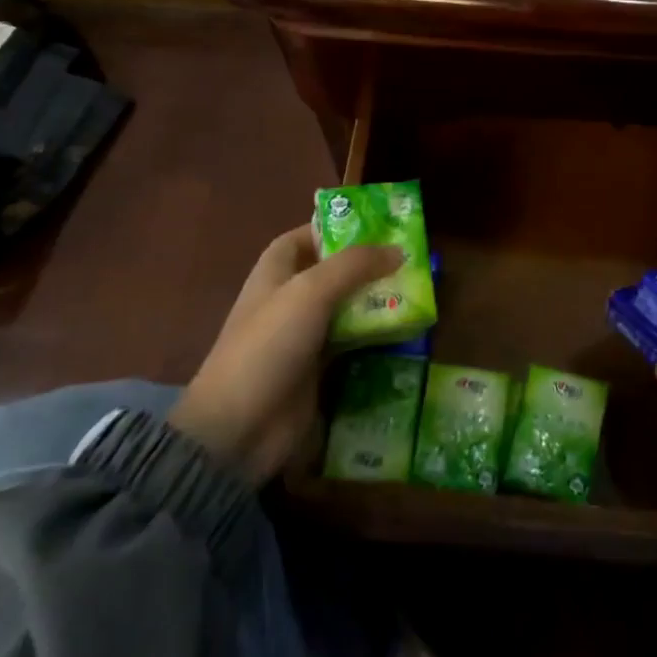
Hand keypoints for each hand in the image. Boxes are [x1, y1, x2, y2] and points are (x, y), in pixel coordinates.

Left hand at [169, 225, 401, 484]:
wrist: (239, 429)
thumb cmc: (269, 346)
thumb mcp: (310, 292)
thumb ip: (354, 265)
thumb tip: (398, 250)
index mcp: (274, 273)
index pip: (304, 237)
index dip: (334, 229)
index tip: (375, 228)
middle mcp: (289, 299)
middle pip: (332, 272)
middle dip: (367, 265)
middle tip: (410, 259)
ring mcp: (303, 336)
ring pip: (346, 307)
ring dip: (376, 300)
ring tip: (417, 291)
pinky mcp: (317, 369)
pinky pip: (351, 342)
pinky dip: (374, 335)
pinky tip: (405, 330)